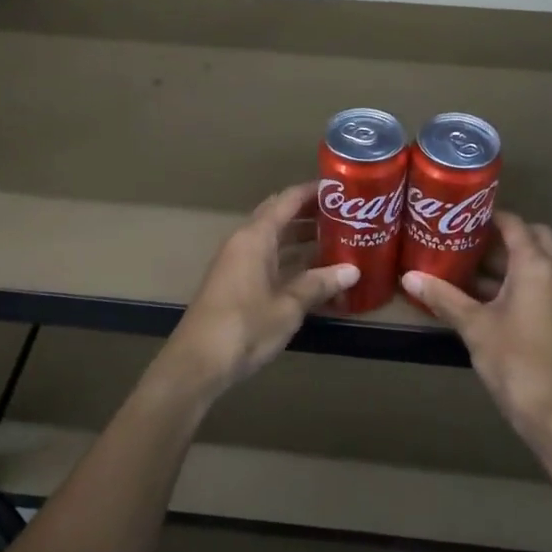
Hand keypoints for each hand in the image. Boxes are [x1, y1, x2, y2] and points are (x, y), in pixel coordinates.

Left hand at [159, 182, 359, 394]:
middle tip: (346, 215)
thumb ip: (319, 284)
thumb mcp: (288, 306)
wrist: (198, 363)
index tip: (342, 188)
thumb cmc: (245, 327)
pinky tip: (316, 275)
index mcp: (255, 237)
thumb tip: (353, 270)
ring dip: (303, 240)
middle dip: (311, 215)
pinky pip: (269, 262)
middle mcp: (244, 243)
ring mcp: (239, 265)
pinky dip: (292, 263)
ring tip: (339, 242)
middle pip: (280, 218)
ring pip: (275, 242)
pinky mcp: (237, 285)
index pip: (287, 200)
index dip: (313, 191)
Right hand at [402, 213, 551, 441]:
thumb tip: (409, 276)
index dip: (490, 216)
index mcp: (536, 267)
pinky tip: (488, 299)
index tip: (462, 215)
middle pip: (535, 239)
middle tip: (469, 241)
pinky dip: (521, 281)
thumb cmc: (515, 360)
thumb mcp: (474, 326)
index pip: (516, 225)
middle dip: (505, 236)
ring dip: (512, 261)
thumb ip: (444, 297)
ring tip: (471, 266)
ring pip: (540, 263)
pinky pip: (543, 285)